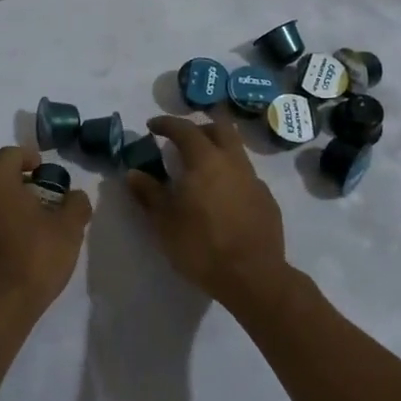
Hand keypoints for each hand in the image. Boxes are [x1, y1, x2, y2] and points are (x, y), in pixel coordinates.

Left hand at [0, 146, 90, 314]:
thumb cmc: (33, 259)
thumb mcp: (68, 230)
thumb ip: (75, 204)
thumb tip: (75, 196)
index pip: (9, 154)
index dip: (28, 157)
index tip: (43, 170)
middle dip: (10, 179)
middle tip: (32, 195)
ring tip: (17, 221)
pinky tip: (2, 244)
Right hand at [126, 114, 290, 312]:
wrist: (252, 277)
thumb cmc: (201, 246)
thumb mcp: (165, 221)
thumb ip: (149, 193)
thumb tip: (133, 173)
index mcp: (205, 160)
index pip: (185, 129)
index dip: (167, 123)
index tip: (153, 127)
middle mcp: (233, 162)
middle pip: (220, 128)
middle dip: (200, 127)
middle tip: (183, 140)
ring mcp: (254, 180)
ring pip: (236, 151)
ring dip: (217, 150)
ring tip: (200, 169)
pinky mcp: (267, 200)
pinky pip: (246, 176)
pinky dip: (230, 175)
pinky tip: (221, 197)